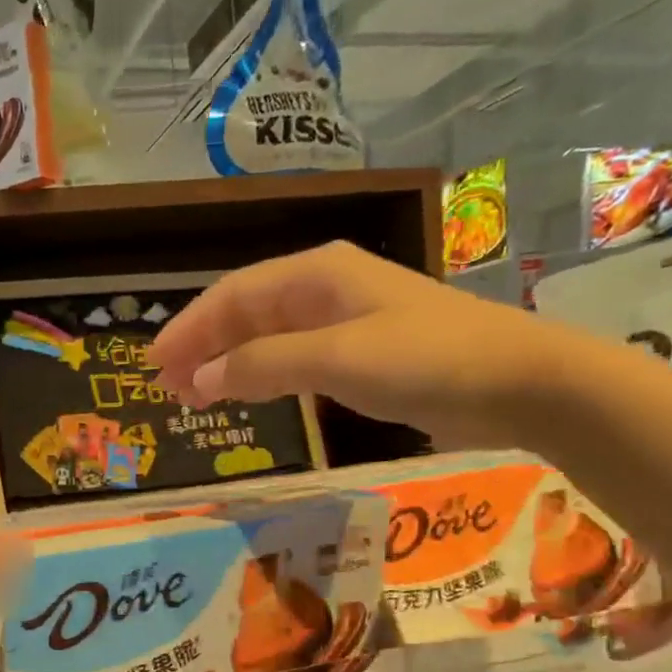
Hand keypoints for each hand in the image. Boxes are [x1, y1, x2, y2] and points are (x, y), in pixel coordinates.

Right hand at [149, 241, 595, 449]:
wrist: (517, 383)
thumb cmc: (426, 359)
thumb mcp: (337, 358)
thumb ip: (263, 365)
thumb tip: (201, 377)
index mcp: (317, 275)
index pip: (233, 295)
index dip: (189, 328)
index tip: (153, 364)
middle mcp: (325, 290)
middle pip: (245, 314)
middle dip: (203, 347)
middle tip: (167, 387)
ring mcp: (344, 323)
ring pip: (267, 338)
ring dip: (228, 364)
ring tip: (195, 397)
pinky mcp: (360, 356)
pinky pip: (293, 360)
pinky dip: (262, 377)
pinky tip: (249, 395)